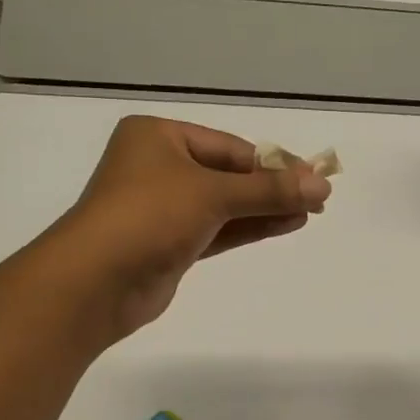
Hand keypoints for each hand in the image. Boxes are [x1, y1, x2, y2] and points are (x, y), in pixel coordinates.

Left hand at [50, 115, 331, 342]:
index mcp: (158, 138)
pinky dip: (248, 227)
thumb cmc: (149, 216)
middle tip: (318, 198)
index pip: (229, 147)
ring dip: (265, 208)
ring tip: (310, 212)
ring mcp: (162, 208)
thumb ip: (269, 190)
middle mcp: (158, 167)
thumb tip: (323, 185)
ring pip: (224, 204)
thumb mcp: (213, 194)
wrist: (96, 282)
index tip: (314, 177)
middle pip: (228, 174)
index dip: (274, 162)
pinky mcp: (169, 244)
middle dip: (272, 187)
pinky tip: (285, 224)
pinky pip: (217, 229)